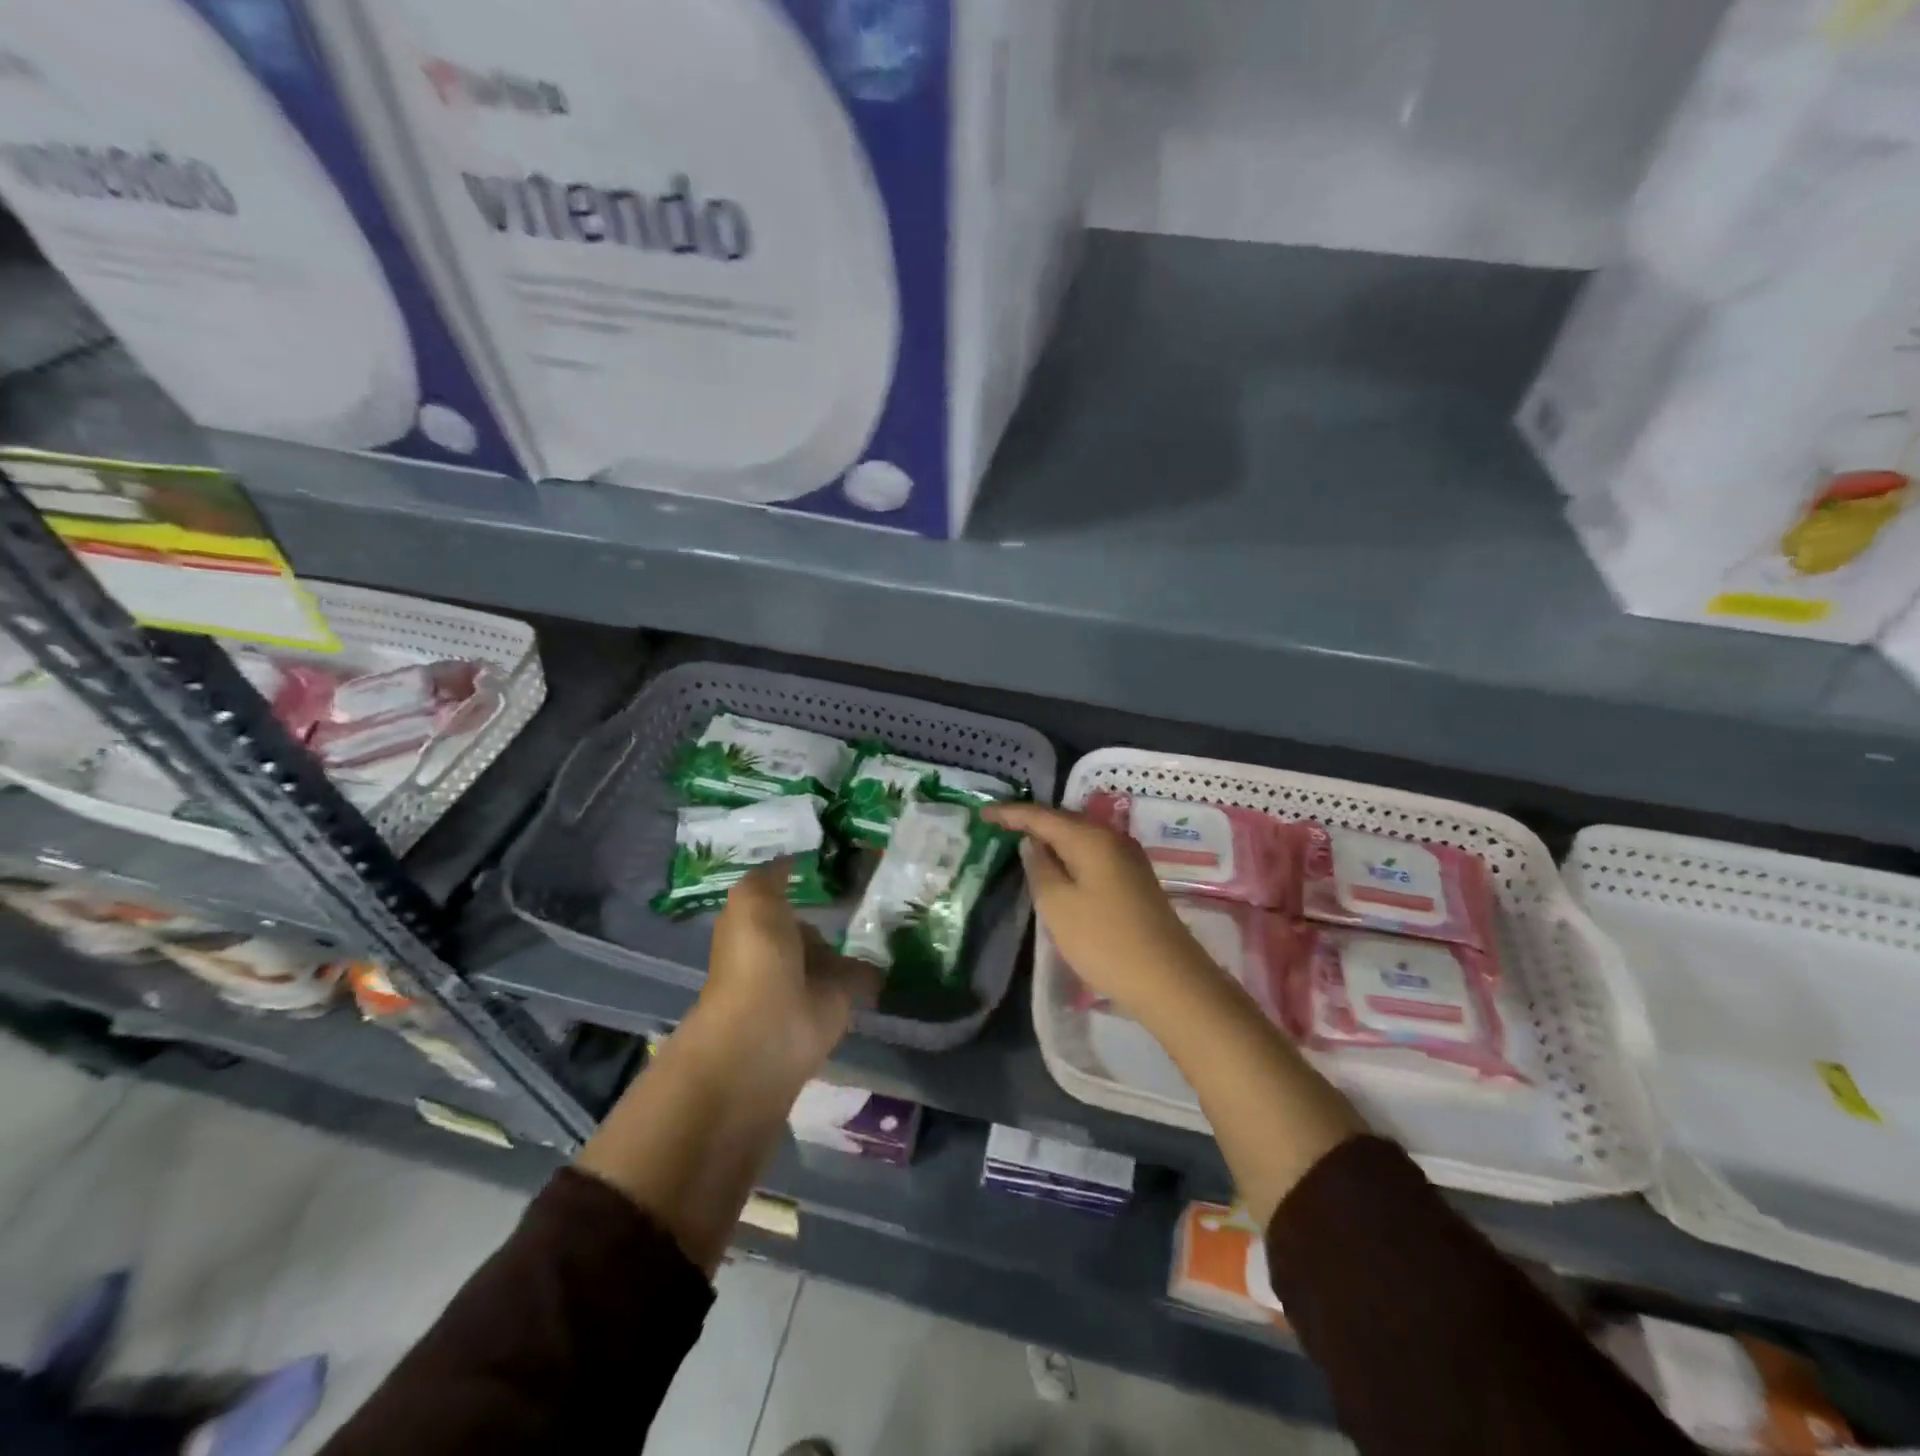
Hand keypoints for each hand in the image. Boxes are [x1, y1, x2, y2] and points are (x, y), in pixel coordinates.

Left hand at [694, 860, 881, 1092]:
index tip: (827, 856)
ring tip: (892, 904)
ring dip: (858, 933)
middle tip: (868, 878)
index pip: (777, 899)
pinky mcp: (840, 998)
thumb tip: (790, 858)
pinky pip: (862, 973)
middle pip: (809, 923)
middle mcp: (782, 950)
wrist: (772, 1028)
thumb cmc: (756, 958)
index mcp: (755, 928)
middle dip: (833, 906)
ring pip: (837, 947)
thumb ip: (771, 877)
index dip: (795, 879)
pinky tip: (900, 938)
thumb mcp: (752, 901)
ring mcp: (812, 976)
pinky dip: (878, 963)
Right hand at [983, 803, 1225, 1019]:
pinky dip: (1069, 855)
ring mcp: (1128, 859)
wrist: (1169, 980)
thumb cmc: (1105, 941)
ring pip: (1080, 838)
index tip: (981, 814)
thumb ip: (1040, 868)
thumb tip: (1033, 844)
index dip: (1010, 814)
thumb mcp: (1057, 906)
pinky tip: (1056, 867)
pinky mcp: (1134, 880)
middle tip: (998, 826)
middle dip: (1030, 822)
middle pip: (1063, 821)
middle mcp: (1112, 838)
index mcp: (1091, 838)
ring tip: (1020, 843)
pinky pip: (1092, 855)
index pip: (1041, 815)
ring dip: (1050, 839)